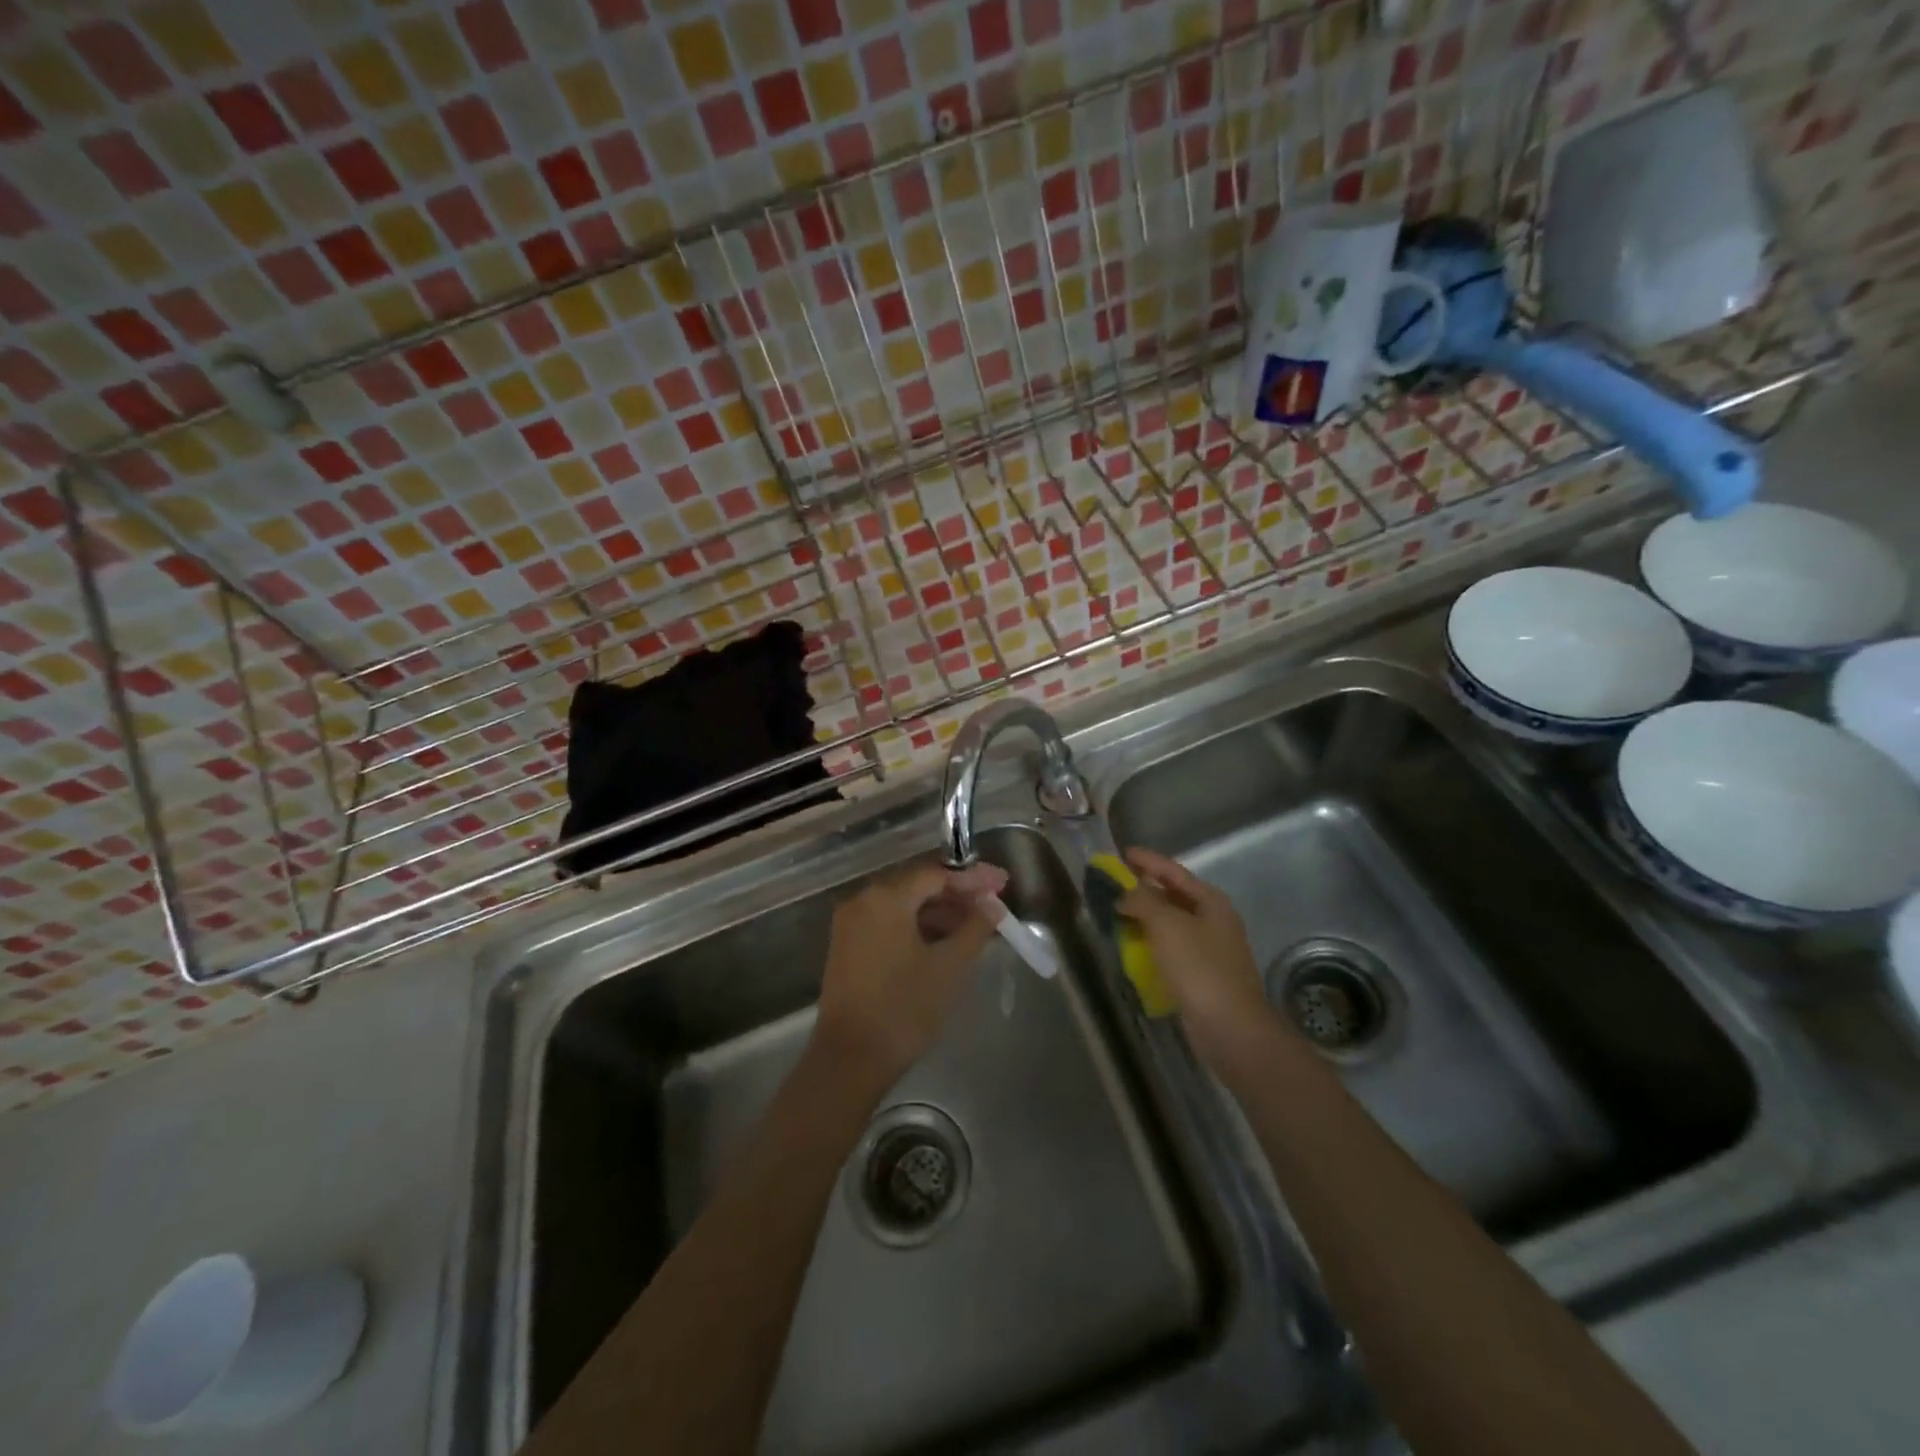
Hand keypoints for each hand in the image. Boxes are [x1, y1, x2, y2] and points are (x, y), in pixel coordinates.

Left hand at [815, 859, 1007, 1081]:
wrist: (850, 1058)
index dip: (972, 878)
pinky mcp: (848, 946)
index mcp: (886, 897)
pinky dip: (917, 927)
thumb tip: (992, 906)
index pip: (936, 874)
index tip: (1002, 883)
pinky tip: (944, 941)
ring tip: (975, 926)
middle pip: (918, 886)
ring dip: (939, 912)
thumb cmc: (904, 1007)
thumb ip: (975, 928)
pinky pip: (889, 923)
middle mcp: (863, 900)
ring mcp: (851, 924)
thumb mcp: (949, 966)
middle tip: (993, 903)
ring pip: (903, 906)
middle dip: (958, 894)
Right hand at [1115, 848, 1274, 1066]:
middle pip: (1174, 896)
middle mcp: (1214, 920)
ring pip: (1172, 923)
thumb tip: (1124, 895)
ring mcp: (1210, 949)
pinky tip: (1133, 947)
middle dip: (1144, 889)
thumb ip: (1142, 901)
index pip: (1174, 872)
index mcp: (1211, 902)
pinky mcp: (1202, 974)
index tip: (1123, 853)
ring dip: (1146, 917)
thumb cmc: (1199, 967)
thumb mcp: (1166, 925)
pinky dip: (1152, 942)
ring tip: (1117, 914)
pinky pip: (1171, 948)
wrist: (1230, 1027)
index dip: (1148, 861)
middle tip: (1114, 885)